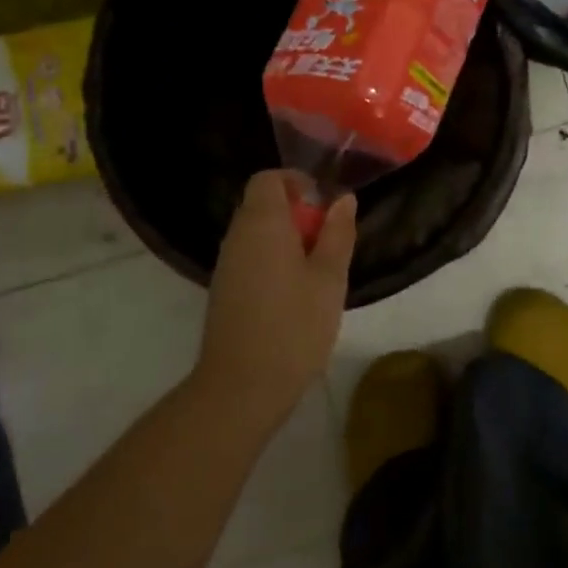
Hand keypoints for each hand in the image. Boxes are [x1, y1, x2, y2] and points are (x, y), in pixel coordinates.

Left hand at [193, 172, 355, 430]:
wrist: (240, 389)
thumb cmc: (293, 326)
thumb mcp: (329, 277)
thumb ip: (338, 233)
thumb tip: (344, 199)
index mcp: (262, 222)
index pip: (268, 179)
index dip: (296, 182)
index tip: (323, 204)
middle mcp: (237, 236)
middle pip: (262, 204)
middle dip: (297, 213)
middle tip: (328, 242)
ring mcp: (226, 265)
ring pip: (257, 233)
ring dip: (286, 239)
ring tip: (316, 271)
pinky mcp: (224, 291)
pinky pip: (250, 257)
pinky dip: (272, 261)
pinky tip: (295, 294)